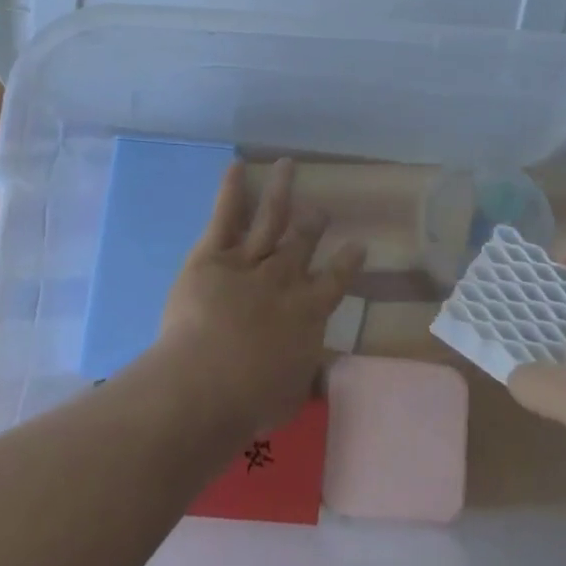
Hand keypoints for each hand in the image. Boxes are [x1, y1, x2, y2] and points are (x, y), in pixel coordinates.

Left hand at [154, 159, 365, 432]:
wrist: (207, 382)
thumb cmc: (251, 400)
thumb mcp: (292, 396)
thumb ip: (307, 379)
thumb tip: (321, 376)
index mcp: (308, 312)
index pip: (335, 281)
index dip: (347, 262)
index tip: (358, 245)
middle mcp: (284, 278)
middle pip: (302, 243)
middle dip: (313, 224)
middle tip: (320, 211)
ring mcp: (249, 262)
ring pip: (270, 217)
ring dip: (281, 190)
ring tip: (288, 165)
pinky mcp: (212, 255)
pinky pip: (226, 216)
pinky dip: (232, 190)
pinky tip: (237, 166)